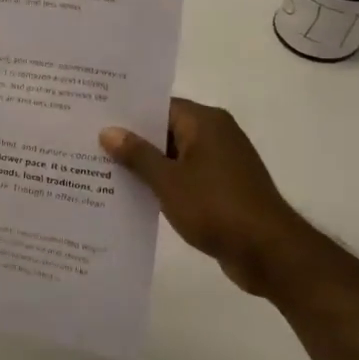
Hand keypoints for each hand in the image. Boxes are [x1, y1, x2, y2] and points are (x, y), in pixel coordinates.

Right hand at [100, 97, 307, 292]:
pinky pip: (184, 176)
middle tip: (90, 143)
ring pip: (173, 155)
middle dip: (131, 140)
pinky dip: (162, 183)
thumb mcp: (168, 181)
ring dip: (145, 164)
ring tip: (102, 169)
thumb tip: (108, 131)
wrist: (269, 253)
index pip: (159, 106)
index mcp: (205, 122)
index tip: (95, 118)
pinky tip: (133, 194)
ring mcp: (221, 163)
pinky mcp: (222, 188)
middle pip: (165, 129)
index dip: (127, 112)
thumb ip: (137, 155)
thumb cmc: (216, 207)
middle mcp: (215, 135)